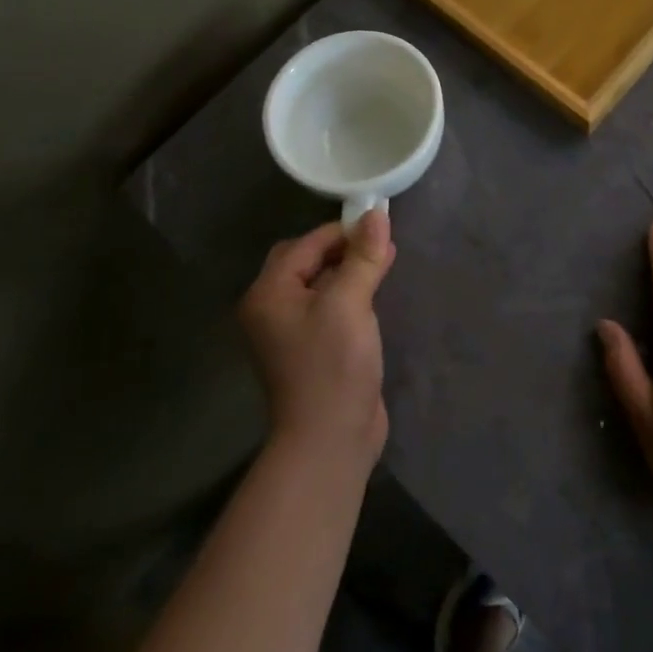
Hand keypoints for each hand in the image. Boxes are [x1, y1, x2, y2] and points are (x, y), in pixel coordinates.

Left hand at [238, 210, 395, 466]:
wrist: (330, 438)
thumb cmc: (333, 365)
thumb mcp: (350, 303)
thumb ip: (363, 256)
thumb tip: (378, 213)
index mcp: (268, 293)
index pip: (305, 244)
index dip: (342, 230)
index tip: (380, 223)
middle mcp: (271, 308)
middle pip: (306, 260)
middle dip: (343, 248)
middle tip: (379, 243)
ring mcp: (290, 331)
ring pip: (319, 283)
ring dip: (349, 269)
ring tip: (384, 260)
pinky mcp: (311, 348)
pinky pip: (328, 306)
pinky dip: (349, 293)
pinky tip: (375, 291)